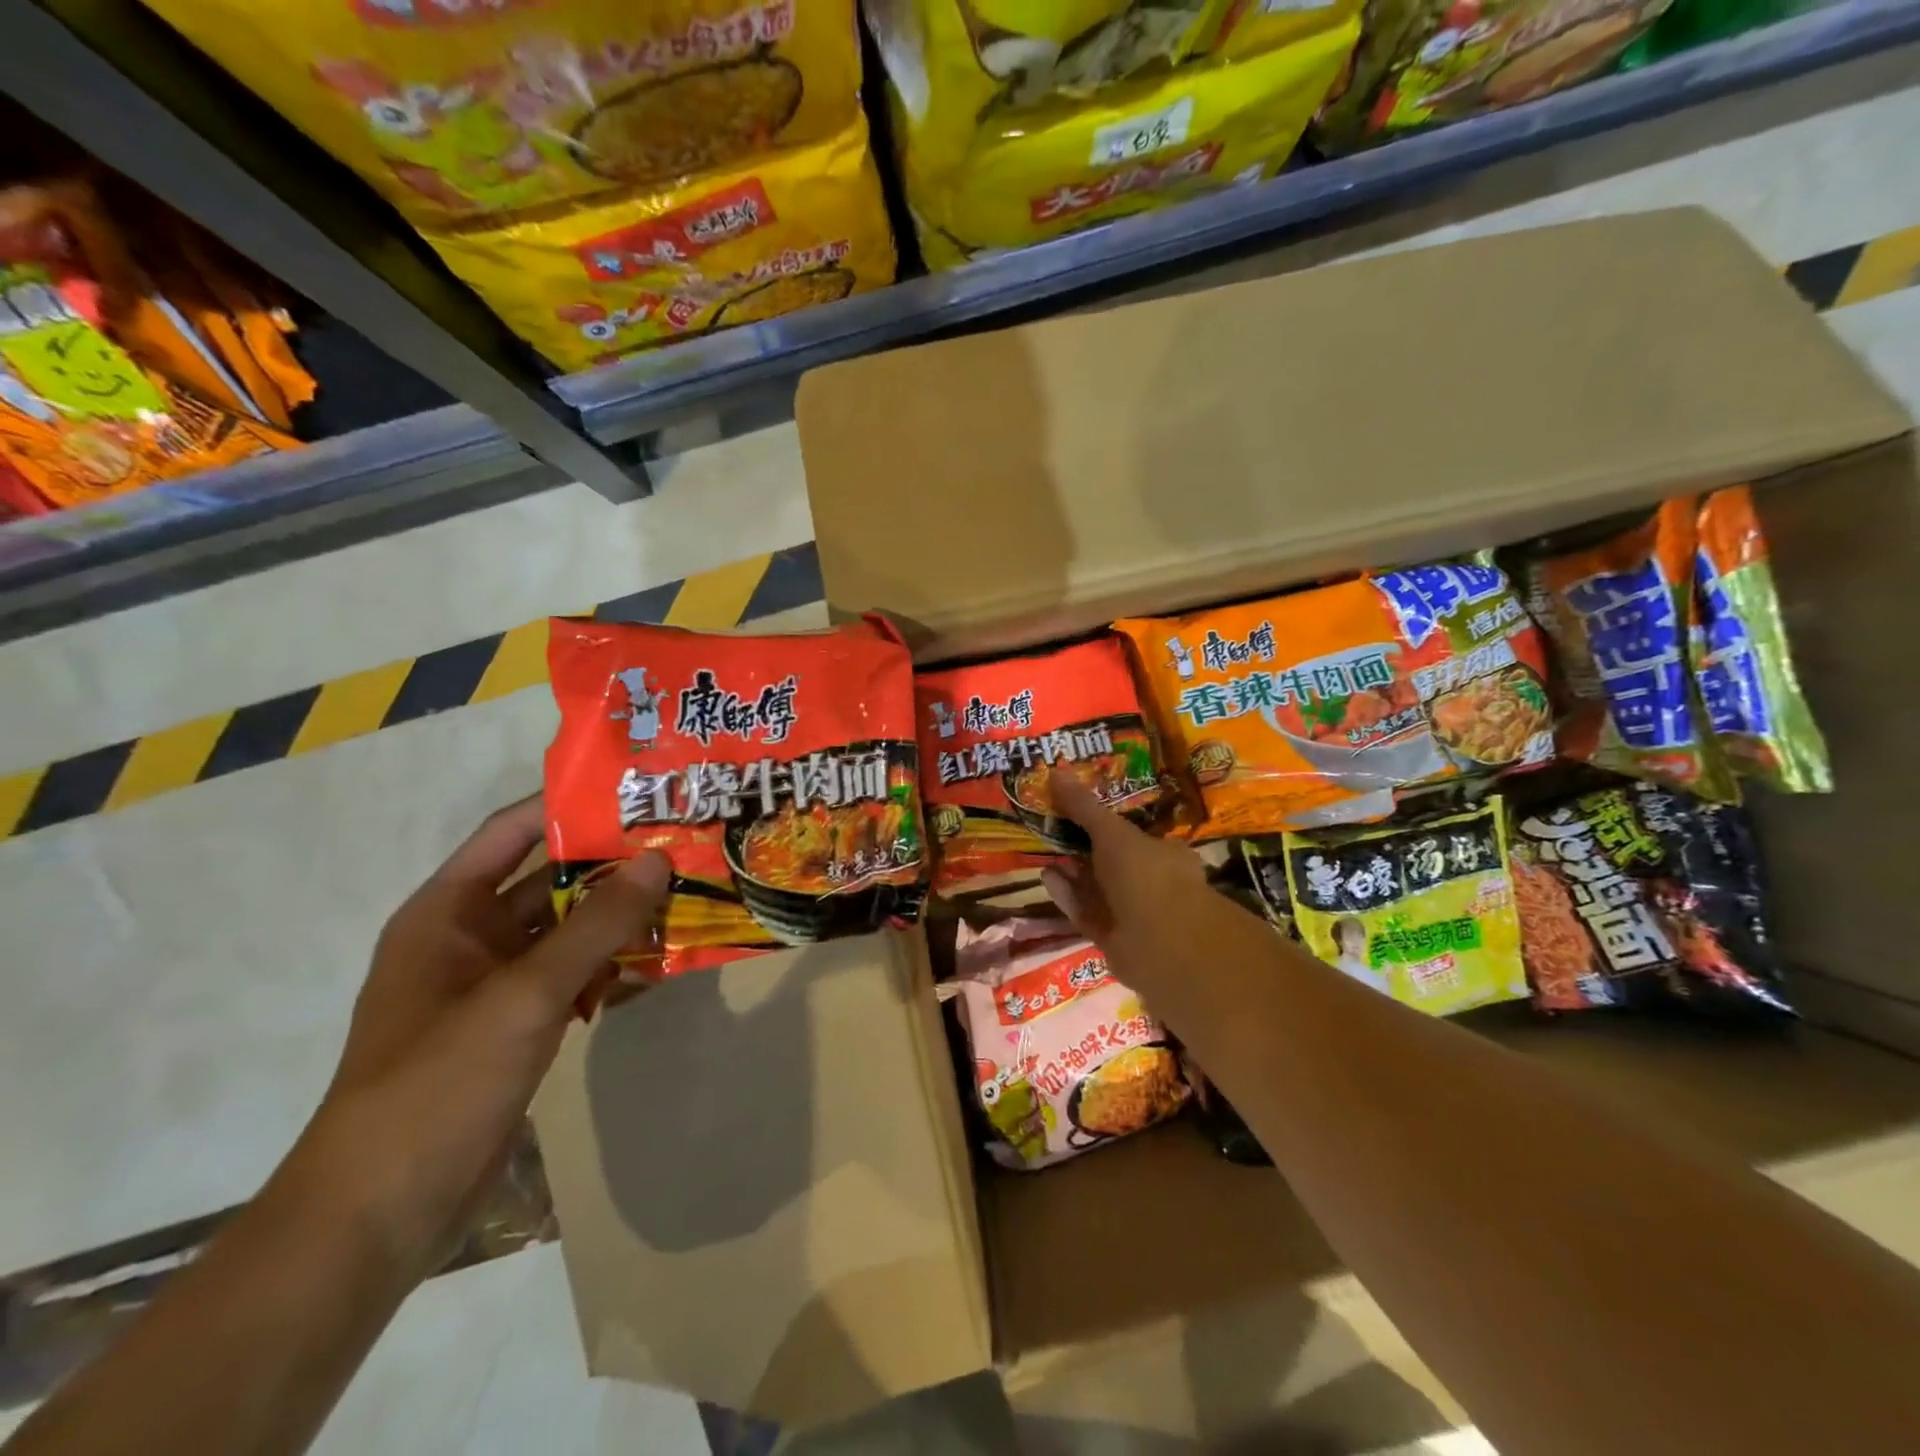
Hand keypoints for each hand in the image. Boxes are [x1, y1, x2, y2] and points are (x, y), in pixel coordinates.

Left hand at [294, 796, 668, 1280]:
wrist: (381, 1214)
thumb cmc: (439, 1084)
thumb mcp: (525, 995)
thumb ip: (595, 925)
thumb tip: (658, 860)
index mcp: (446, 912)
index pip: (513, 832)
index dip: (570, 805)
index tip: (638, 791)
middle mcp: (468, 937)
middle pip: (549, 879)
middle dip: (612, 865)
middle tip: (681, 843)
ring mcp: (493, 984)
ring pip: (567, 930)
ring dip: (618, 918)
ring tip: (686, 895)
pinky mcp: (515, 1024)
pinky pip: (571, 975)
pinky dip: (608, 966)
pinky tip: (657, 963)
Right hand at [1039, 769, 1210, 984]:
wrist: (1161, 943)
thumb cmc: (1146, 875)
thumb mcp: (1112, 832)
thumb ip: (1084, 807)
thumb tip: (1055, 771)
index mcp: (1165, 854)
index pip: (1133, 835)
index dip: (1104, 823)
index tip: (1075, 811)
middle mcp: (1152, 883)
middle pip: (1111, 862)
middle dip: (1083, 848)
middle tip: (1052, 830)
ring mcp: (1133, 915)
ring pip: (1097, 888)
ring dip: (1072, 871)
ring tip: (1043, 852)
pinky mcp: (1112, 939)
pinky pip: (1086, 911)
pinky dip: (1067, 895)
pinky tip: (1046, 877)